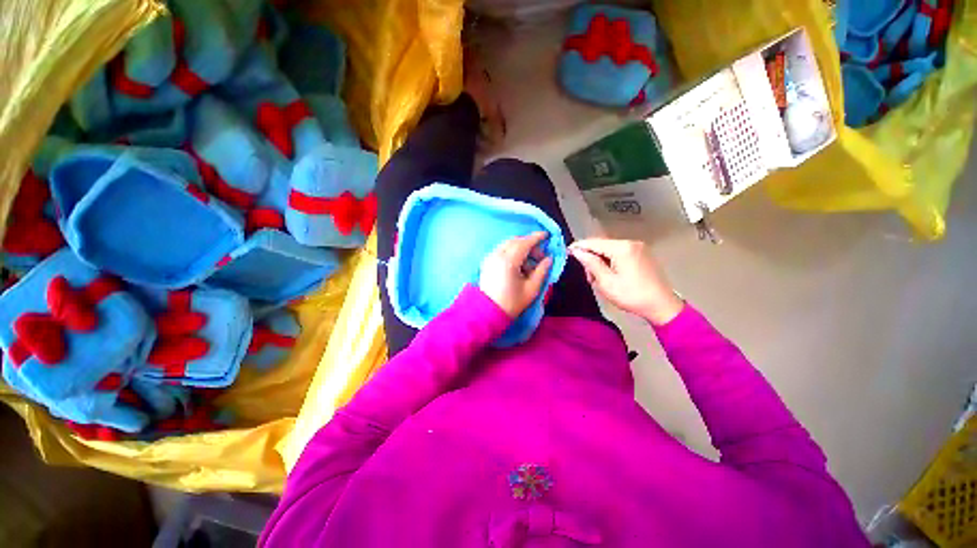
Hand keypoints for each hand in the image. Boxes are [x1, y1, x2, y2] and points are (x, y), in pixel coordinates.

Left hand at [480, 232, 553, 318]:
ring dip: (521, 248)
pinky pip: (501, 250)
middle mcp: (497, 255)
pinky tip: (518, 265)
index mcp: (509, 261)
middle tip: (540, 256)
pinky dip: (512, 252)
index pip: (524, 243)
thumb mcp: (532, 288)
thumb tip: (549, 258)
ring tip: (530, 264)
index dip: (536, 237)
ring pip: (508, 244)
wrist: (488, 312)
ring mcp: (490, 257)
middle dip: (529, 244)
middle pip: (515, 241)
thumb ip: (542, 271)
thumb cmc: (512, 302)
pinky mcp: (487, 262)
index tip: (546, 235)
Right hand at [569, 238, 682, 324]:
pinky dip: (610, 262)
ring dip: (600, 261)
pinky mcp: (641, 254)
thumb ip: (590, 263)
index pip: (594, 242)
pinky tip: (608, 274)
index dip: (579, 247)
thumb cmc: (631, 295)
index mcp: (622, 248)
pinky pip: (619, 253)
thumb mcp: (606, 282)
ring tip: (597, 279)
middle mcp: (630, 243)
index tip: (566, 252)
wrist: (661, 305)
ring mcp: (638, 248)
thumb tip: (576, 251)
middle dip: (590, 257)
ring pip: (609, 250)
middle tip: (588, 276)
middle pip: (602, 245)